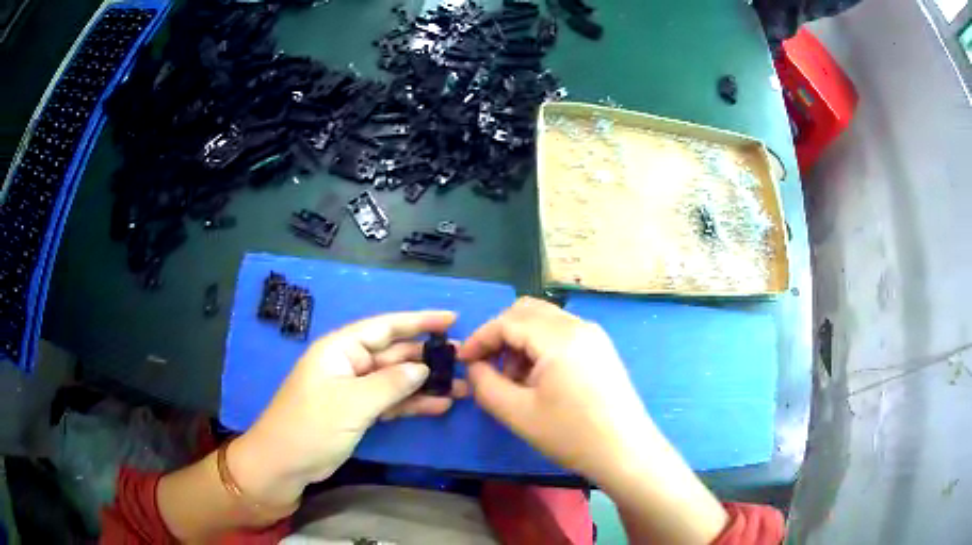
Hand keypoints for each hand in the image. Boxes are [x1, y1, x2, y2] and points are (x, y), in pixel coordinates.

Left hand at [231, 311, 467, 506]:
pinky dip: (412, 404)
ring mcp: (354, 390)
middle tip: (465, 360)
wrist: (284, 464)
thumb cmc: (311, 426)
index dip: (419, 321)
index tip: (452, 319)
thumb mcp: (352, 404)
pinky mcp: (357, 412)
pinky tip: (439, 406)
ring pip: (396, 380)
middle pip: (394, 354)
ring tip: (462, 386)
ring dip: (425, 384)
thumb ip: (390, 384)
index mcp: (340, 349)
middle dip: (427, 357)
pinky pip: (390, 402)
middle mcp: (349, 364)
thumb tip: (422, 369)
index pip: (385, 327)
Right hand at [458, 297, 652, 482]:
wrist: (625, 451)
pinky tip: (538, 378)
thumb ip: (485, 384)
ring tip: (514, 378)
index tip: (463, 361)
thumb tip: (475, 366)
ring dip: (520, 340)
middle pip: (527, 311)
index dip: (480, 338)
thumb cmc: (571, 434)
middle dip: (500, 334)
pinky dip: (540, 346)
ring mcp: (594, 335)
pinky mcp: (601, 348)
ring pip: (544, 320)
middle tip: (488, 366)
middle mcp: (578, 325)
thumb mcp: (517, 413)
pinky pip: (562, 333)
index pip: (507, 321)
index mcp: (559, 337)